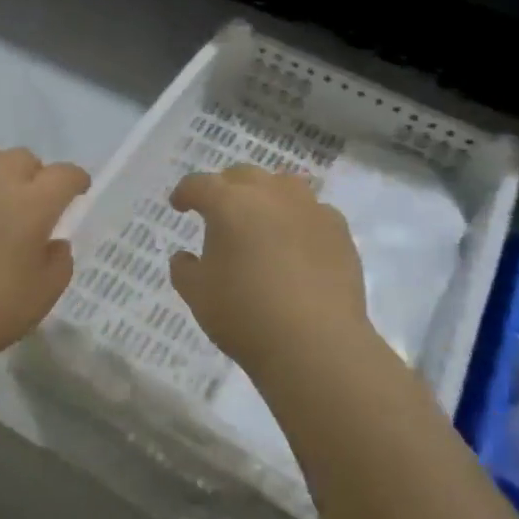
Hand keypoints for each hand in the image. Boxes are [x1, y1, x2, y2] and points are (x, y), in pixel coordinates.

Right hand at [169, 165, 372, 379]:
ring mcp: (310, 209)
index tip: (179, 206)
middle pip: (243, 175)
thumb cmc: (244, 314)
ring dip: (266, 194)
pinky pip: (313, 211)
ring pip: (283, 185)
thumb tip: (186, 257)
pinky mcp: (339, 231)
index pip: (200, 185)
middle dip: (226, 188)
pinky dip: (298, 218)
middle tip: (218, 210)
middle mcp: (270, 195)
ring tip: (260, 217)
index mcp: (230, 204)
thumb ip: (184, 269)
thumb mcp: (197, 294)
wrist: (315, 343)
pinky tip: (295, 241)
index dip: (185, 193)